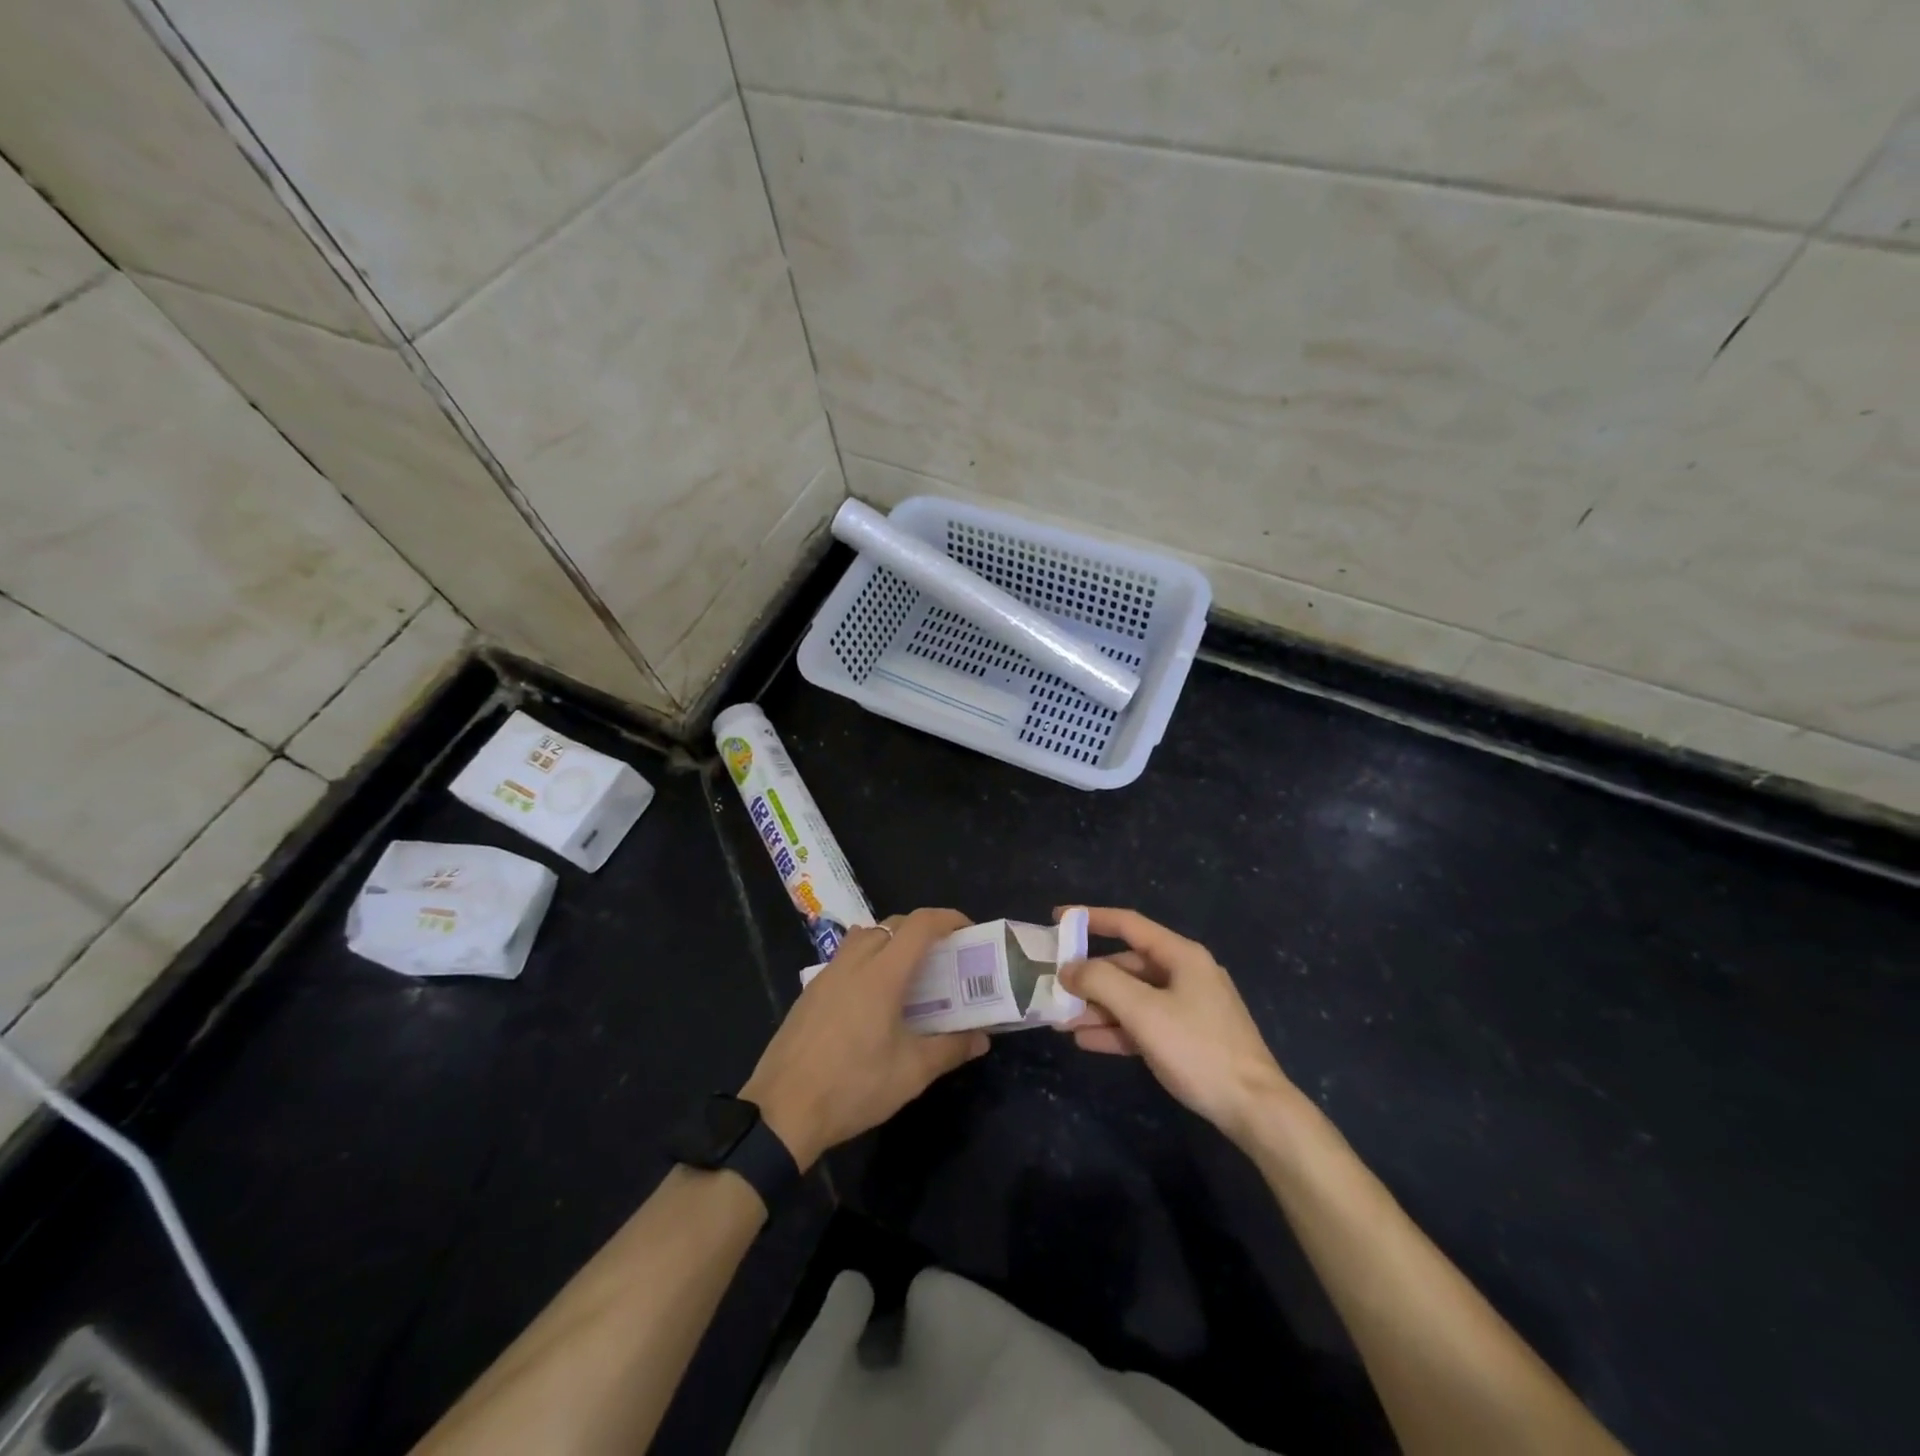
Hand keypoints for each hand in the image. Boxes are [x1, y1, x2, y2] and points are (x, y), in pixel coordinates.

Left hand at [741, 908, 988, 1169]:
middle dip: (923, 930)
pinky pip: (845, 956)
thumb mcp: (911, 1073)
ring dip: (892, 940)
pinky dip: (868, 958)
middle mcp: (854, 963)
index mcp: (882, 974)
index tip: (968, 931)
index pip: (919, 925)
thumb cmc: (853, 1087)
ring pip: (865, 936)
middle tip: (944, 956)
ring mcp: (827, 974)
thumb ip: (950, 1049)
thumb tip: (981, 1039)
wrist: (781, 1111)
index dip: (948, 918)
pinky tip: (872, 997)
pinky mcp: (810, 991)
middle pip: (892, 924)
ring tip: (908, 972)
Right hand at [1058, 907, 1293, 1146]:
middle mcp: (1186, 974)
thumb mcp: (1143, 1011)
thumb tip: (1068, 968)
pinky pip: (1145, 1023)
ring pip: (1134, 997)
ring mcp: (1190, 1007)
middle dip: (1090, 978)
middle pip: (1128, 965)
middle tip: (1055, 988)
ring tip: (1062, 1022)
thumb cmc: (1198, 1049)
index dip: (1091, 918)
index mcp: (1181, 955)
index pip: (1128, 924)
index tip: (1058, 919)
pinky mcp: (1190, 1037)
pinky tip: (1087, 1041)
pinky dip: (1117, 1029)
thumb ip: (1101, 982)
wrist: (1255, 1108)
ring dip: (1099, 1008)